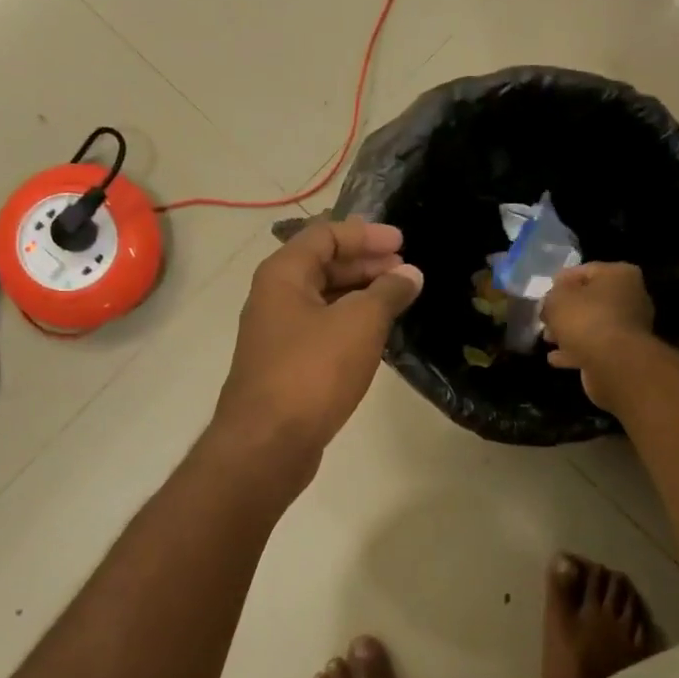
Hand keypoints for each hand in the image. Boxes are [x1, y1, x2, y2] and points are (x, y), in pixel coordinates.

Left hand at [214, 217, 423, 463]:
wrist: (268, 443)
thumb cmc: (313, 371)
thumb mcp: (360, 323)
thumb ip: (388, 292)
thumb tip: (410, 274)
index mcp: (283, 274)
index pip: (325, 234)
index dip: (366, 234)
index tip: (404, 243)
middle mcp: (274, 297)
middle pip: (323, 264)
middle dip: (366, 263)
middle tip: (406, 271)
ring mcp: (278, 333)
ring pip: (324, 299)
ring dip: (361, 294)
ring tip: (398, 300)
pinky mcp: (286, 365)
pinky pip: (322, 329)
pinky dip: (350, 322)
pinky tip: (377, 335)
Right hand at [542, 262, 654, 407]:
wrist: (614, 364)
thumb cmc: (586, 320)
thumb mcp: (556, 300)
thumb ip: (550, 297)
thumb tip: (550, 303)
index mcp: (619, 275)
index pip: (586, 270)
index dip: (562, 280)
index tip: (545, 291)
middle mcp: (630, 297)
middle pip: (591, 299)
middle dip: (566, 310)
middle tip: (545, 317)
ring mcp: (629, 328)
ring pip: (592, 325)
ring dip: (569, 332)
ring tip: (547, 339)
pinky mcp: (623, 353)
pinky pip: (594, 347)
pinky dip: (576, 351)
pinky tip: (555, 358)